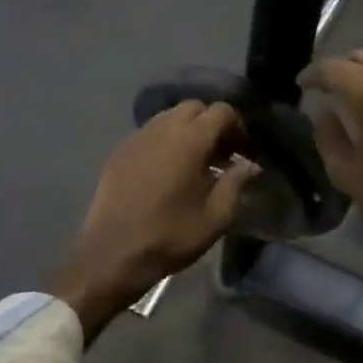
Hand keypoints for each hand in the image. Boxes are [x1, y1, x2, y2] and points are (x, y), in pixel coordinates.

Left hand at [51, 102, 258, 341]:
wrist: (113, 255)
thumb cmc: (171, 235)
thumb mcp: (217, 216)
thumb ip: (237, 183)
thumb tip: (250, 165)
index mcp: (190, 139)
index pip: (222, 111)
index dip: (238, 127)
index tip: (244, 152)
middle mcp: (162, 128)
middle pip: (194, 107)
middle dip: (212, 124)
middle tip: (221, 154)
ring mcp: (137, 138)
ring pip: (169, 117)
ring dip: (187, 130)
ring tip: (195, 162)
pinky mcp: (119, 152)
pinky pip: (149, 133)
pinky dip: (165, 141)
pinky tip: (167, 171)